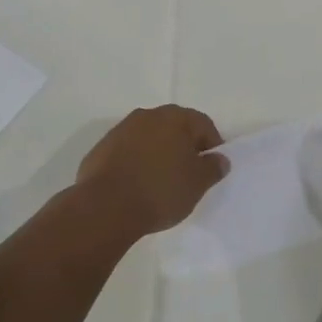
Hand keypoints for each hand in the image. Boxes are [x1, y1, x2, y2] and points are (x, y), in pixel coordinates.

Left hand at [75, 105, 227, 236]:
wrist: (105, 206)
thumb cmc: (160, 190)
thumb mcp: (197, 184)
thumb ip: (213, 168)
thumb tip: (220, 159)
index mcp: (175, 118)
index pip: (203, 125)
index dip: (212, 145)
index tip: (211, 168)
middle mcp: (148, 115)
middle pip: (175, 127)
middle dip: (184, 146)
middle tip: (188, 173)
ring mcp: (121, 129)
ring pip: (149, 137)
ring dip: (158, 152)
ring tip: (161, 180)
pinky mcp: (101, 147)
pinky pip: (128, 150)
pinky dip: (136, 161)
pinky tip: (137, 184)